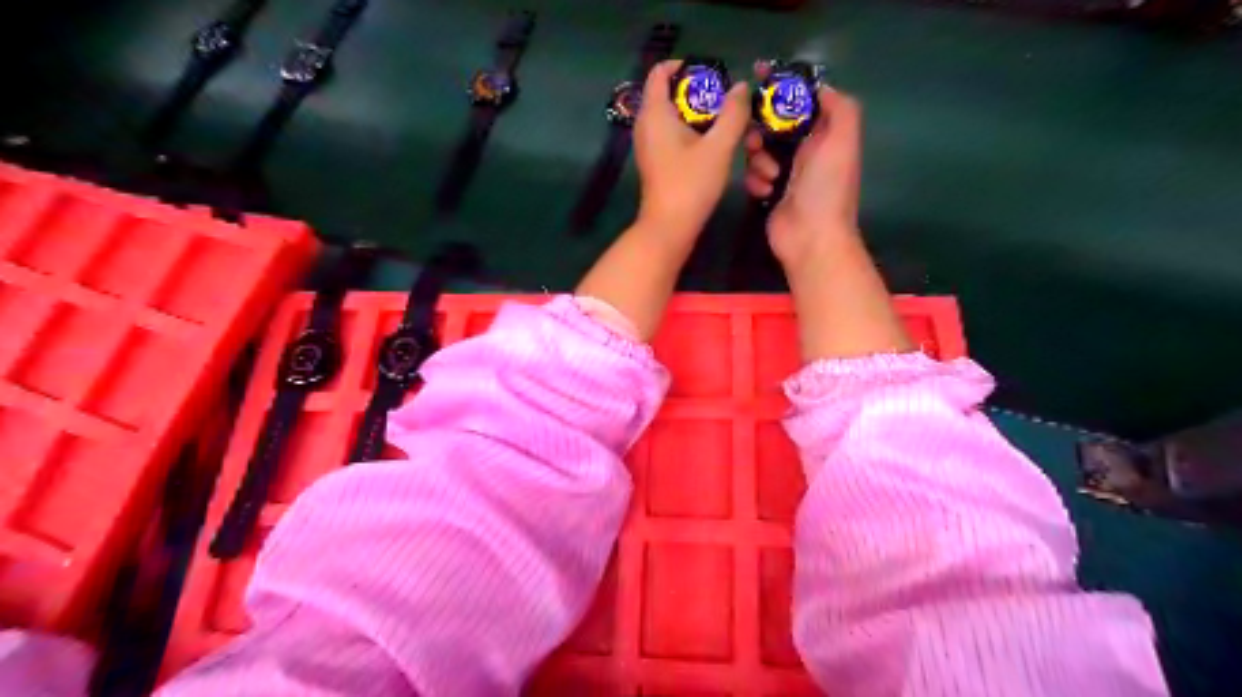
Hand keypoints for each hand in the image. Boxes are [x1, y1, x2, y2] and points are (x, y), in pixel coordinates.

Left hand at [641, 58, 746, 236]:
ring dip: (727, 140)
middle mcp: (652, 127)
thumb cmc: (690, 184)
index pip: (661, 72)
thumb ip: (733, 113)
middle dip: (722, 111)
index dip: (686, 66)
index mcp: (656, 113)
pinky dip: (715, 154)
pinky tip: (747, 174)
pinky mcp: (666, 167)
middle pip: (687, 102)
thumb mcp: (718, 146)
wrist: (670, 230)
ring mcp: (658, 148)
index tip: (715, 74)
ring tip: (757, 156)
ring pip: (695, 130)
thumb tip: (740, 87)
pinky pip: (691, 148)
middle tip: (746, 120)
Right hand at [745, 66, 864, 267]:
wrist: (811, 237)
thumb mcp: (842, 139)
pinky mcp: (769, 192)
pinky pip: (753, 175)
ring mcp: (786, 172)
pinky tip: (765, 193)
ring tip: (770, 175)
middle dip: (761, 128)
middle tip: (755, 139)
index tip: (757, 75)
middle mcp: (806, 150)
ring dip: (758, 160)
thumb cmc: (827, 187)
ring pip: (758, 149)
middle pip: (773, 123)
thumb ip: (838, 106)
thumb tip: (820, 87)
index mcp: (824, 134)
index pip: (801, 100)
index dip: (782, 86)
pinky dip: (756, 182)